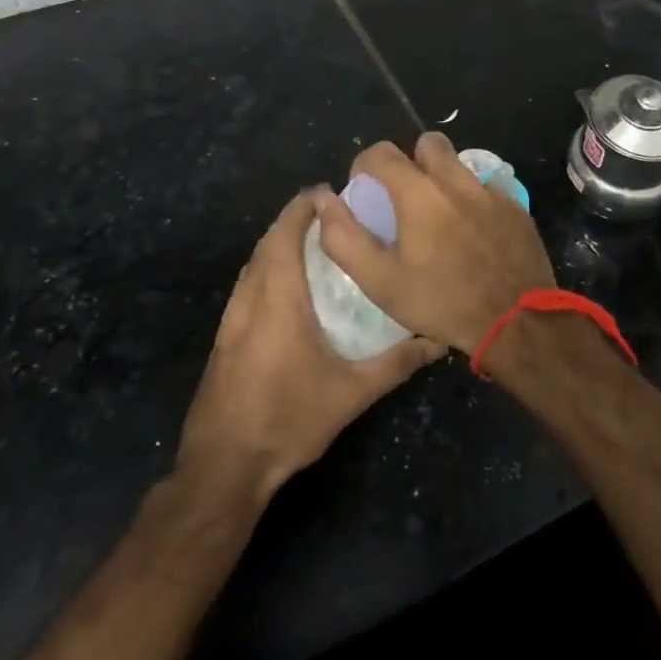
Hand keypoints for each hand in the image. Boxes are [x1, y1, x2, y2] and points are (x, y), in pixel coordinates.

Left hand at [175, 189, 443, 503]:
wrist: (223, 466)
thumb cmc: (287, 420)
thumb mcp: (350, 395)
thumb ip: (395, 364)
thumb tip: (437, 341)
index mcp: (278, 299)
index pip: (285, 235)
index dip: (303, 208)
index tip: (329, 193)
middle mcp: (250, 298)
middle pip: (267, 242)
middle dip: (293, 219)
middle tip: (329, 213)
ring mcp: (231, 318)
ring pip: (253, 263)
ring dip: (277, 242)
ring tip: (312, 240)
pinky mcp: (224, 337)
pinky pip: (246, 284)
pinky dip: (265, 267)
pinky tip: (286, 286)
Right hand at [316, 132, 555, 353]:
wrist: (516, 321)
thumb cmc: (442, 301)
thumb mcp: (380, 281)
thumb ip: (344, 238)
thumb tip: (324, 202)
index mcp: (418, 192)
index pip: (382, 152)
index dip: (366, 165)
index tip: (364, 188)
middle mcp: (455, 179)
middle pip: (428, 144)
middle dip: (411, 160)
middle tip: (406, 195)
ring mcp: (490, 191)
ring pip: (460, 164)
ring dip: (444, 178)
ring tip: (439, 215)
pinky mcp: (515, 206)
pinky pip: (488, 187)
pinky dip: (475, 199)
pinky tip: (474, 230)